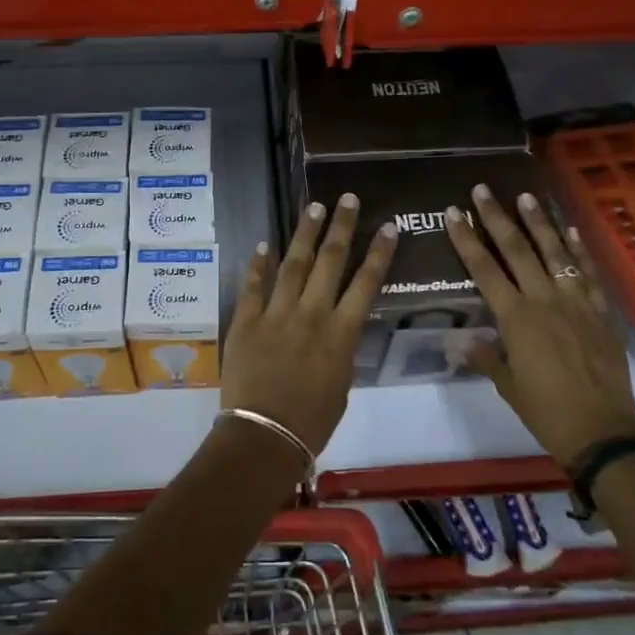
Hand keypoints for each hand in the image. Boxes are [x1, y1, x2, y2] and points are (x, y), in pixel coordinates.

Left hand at [221, 194, 396, 454]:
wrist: (265, 434)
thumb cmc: (312, 421)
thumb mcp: (342, 384)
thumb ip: (341, 348)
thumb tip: (338, 327)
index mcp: (342, 333)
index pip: (366, 283)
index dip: (379, 253)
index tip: (388, 226)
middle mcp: (312, 314)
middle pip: (330, 261)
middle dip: (341, 227)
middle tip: (346, 199)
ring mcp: (276, 313)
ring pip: (294, 264)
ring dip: (305, 234)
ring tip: (314, 208)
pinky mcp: (246, 320)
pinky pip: (253, 286)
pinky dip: (259, 264)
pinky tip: (265, 244)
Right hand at [444, 184, 634, 468]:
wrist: (604, 431)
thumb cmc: (547, 412)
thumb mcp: (508, 386)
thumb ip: (486, 356)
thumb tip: (463, 341)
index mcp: (516, 319)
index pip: (484, 270)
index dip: (466, 240)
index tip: (453, 214)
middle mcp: (544, 301)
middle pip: (517, 250)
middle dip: (497, 218)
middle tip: (483, 190)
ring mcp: (576, 303)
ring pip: (554, 253)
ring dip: (539, 223)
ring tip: (526, 196)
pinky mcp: (601, 312)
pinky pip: (588, 273)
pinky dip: (579, 250)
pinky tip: (570, 230)